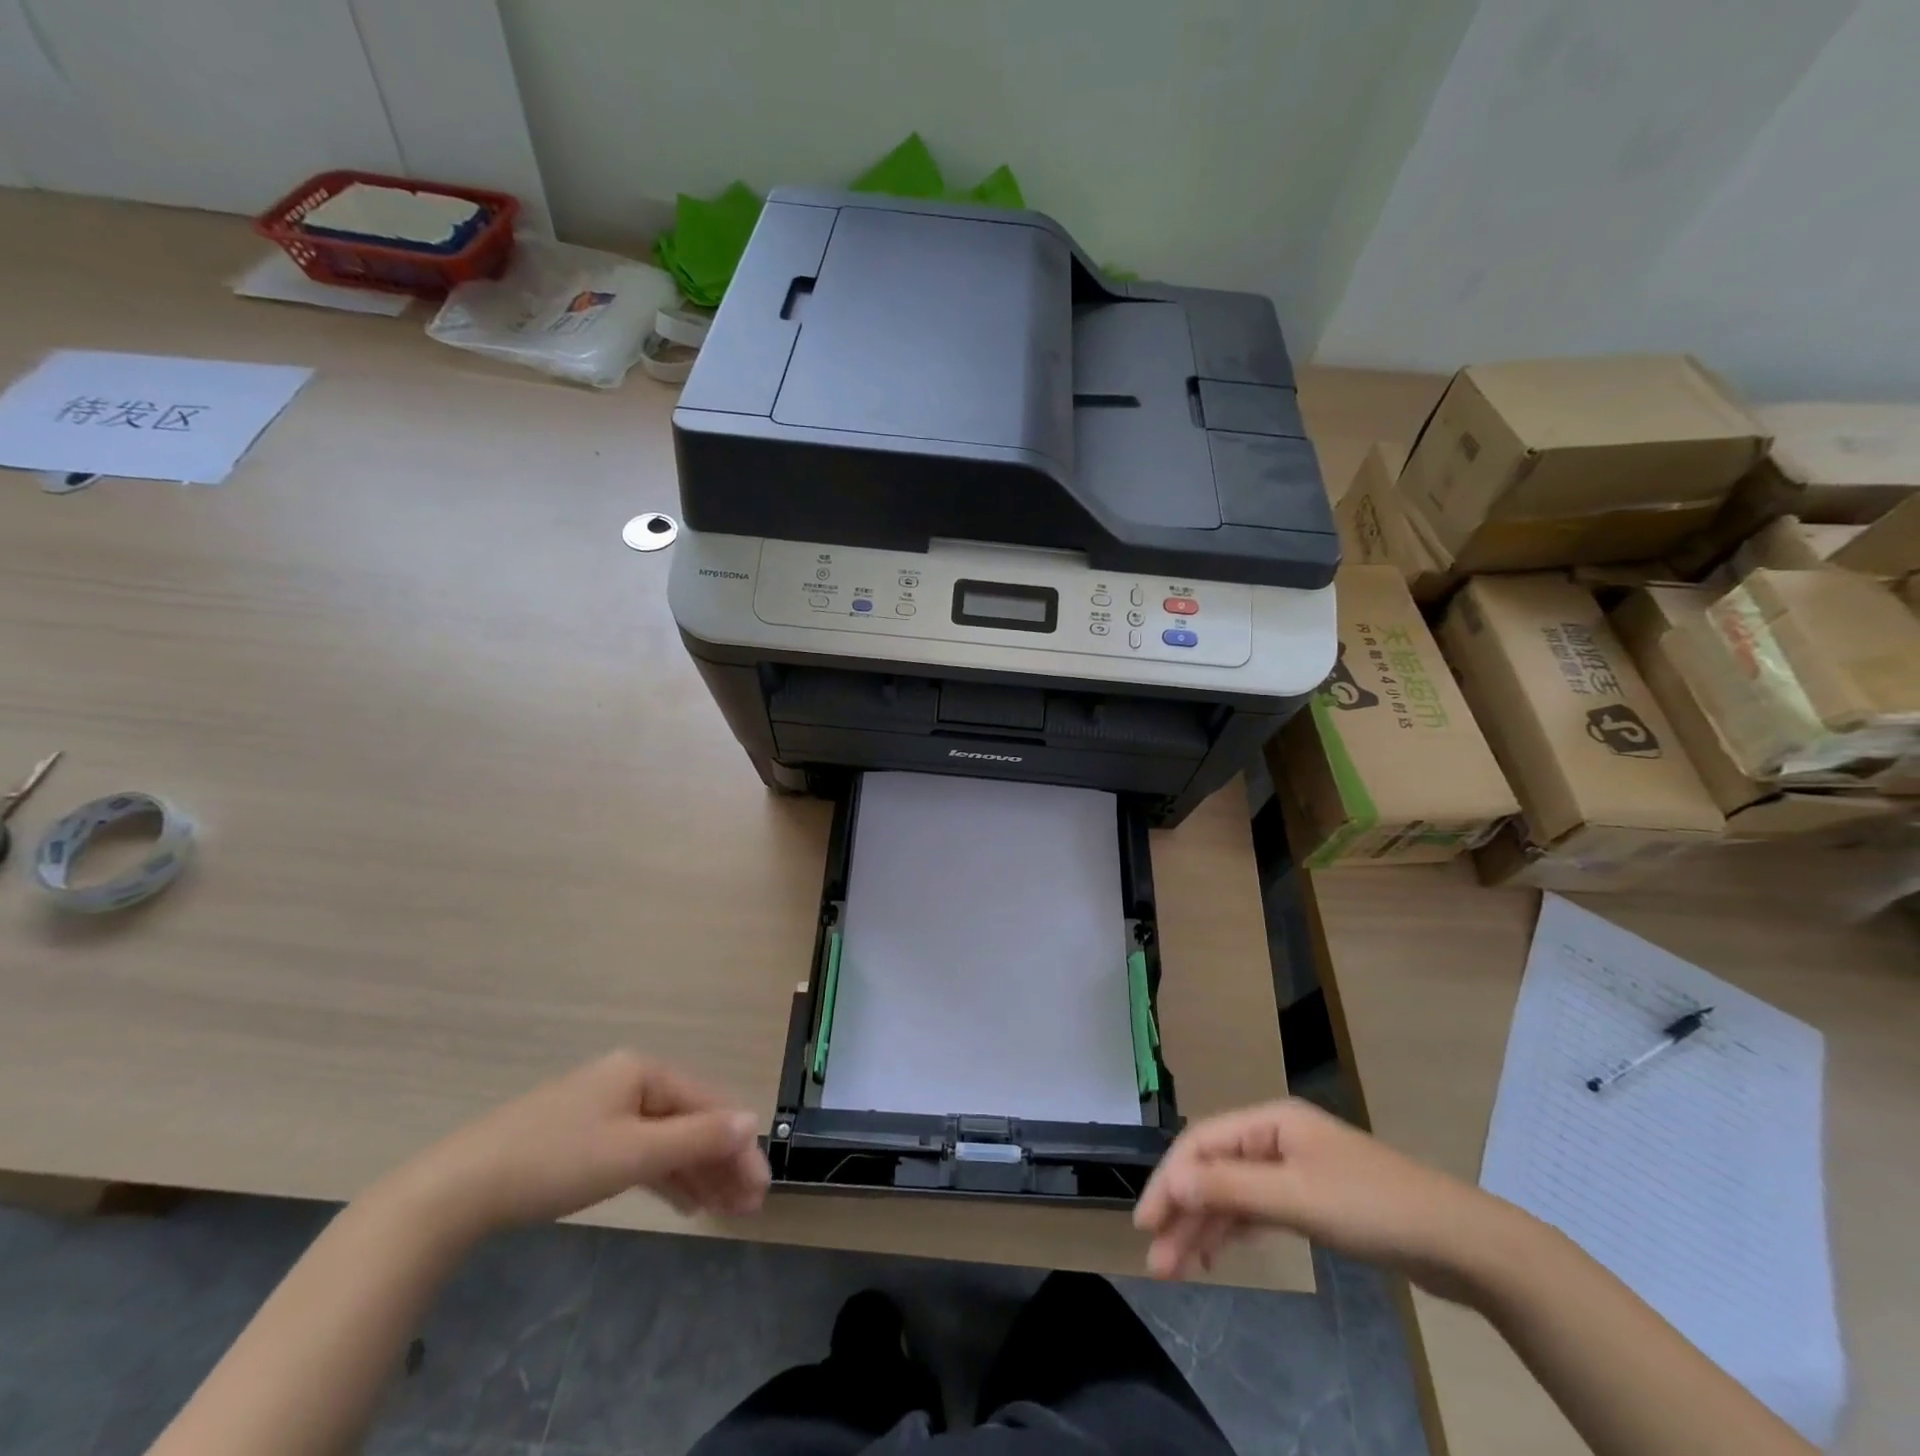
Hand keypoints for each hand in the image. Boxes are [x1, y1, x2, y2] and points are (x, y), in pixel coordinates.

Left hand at [413, 1052, 771, 1233]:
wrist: (457, 1189)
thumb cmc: (555, 1161)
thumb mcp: (633, 1152)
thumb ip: (696, 1137)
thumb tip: (752, 1121)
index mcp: (643, 1071)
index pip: (708, 1104)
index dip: (738, 1144)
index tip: (761, 1186)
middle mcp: (628, 1081)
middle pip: (689, 1120)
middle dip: (720, 1162)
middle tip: (748, 1205)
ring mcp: (603, 1109)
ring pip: (665, 1139)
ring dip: (696, 1172)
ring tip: (722, 1209)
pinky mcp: (582, 1138)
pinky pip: (638, 1151)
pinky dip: (663, 1175)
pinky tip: (682, 1201)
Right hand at [1134, 1098, 1513, 1297]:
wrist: (1460, 1243)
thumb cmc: (1374, 1208)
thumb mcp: (1298, 1196)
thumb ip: (1233, 1187)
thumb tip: (1174, 1184)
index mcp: (1270, 1122)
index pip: (1202, 1143)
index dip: (1170, 1179)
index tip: (1146, 1223)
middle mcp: (1275, 1138)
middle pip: (1214, 1169)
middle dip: (1183, 1211)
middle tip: (1157, 1259)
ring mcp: (1294, 1169)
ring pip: (1233, 1193)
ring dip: (1204, 1228)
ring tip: (1178, 1269)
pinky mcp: (1311, 1201)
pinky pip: (1257, 1210)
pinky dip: (1234, 1231)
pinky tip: (1216, 1256)